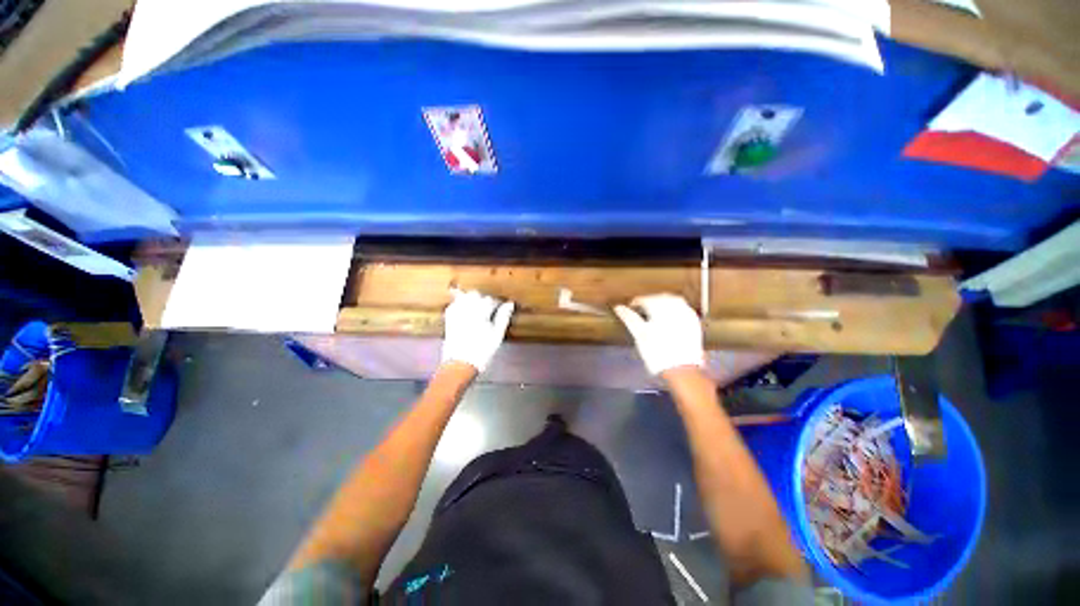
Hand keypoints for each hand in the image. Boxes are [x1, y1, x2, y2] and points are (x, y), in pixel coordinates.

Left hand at [441, 289, 514, 371]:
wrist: (460, 364)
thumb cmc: (482, 351)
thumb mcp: (497, 335)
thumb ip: (503, 317)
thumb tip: (510, 303)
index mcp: (480, 312)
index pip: (491, 300)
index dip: (498, 304)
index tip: (502, 309)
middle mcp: (466, 309)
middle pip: (476, 294)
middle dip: (484, 299)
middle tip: (491, 310)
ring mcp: (455, 313)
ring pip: (464, 296)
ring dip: (472, 299)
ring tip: (479, 309)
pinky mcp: (448, 318)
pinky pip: (454, 304)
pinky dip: (461, 303)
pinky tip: (466, 311)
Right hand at [614, 294, 703, 375]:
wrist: (681, 370)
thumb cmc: (657, 353)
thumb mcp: (639, 334)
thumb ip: (629, 318)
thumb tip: (618, 307)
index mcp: (661, 308)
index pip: (645, 299)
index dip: (635, 303)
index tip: (630, 308)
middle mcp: (676, 308)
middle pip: (660, 298)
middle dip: (650, 300)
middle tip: (640, 309)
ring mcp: (687, 316)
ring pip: (674, 301)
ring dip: (663, 303)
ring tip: (654, 311)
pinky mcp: (694, 324)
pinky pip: (684, 309)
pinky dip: (675, 309)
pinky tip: (670, 318)